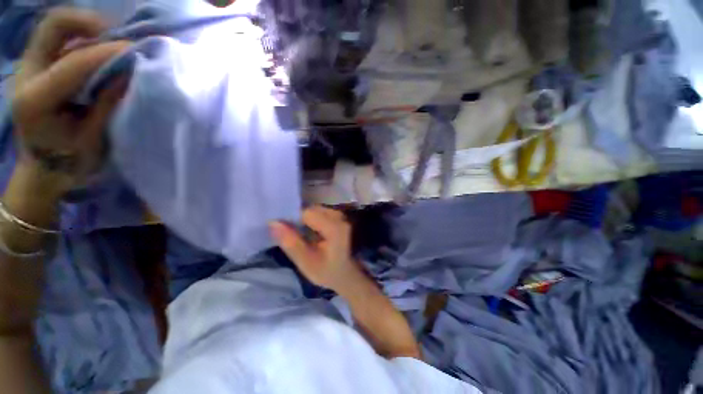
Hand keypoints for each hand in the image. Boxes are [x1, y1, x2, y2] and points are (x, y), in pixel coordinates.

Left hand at [11, 7, 130, 196]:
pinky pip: (65, 37)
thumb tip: (132, 73)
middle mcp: (27, 73)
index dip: (109, 52)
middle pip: (54, 24)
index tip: (140, 51)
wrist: (47, 166)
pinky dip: (88, 38)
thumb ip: (108, 105)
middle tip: (120, 37)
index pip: (75, 62)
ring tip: (117, 44)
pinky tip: (105, 51)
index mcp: (34, 100)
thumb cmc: (71, 161)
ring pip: (60, 26)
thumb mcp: (93, 140)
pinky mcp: (42, 64)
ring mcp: (32, 65)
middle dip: (90, 23)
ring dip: (91, 29)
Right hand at [270, 206, 365, 292]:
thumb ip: (291, 243)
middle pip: (311, 209)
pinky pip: (320, 212)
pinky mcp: (338, 217)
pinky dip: (311, 220)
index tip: (284, 232)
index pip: (307, 213)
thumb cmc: (328, 272)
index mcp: (334, 227)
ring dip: (304, 220)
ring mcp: (340, 215)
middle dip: (298, 219)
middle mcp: (339, 216)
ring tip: (300, 235)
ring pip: (314, 210)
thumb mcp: (307, 263)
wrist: (347, 274)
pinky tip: (309, 232)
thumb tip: (273, 222)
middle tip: (291, 235)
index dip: (292, 219)